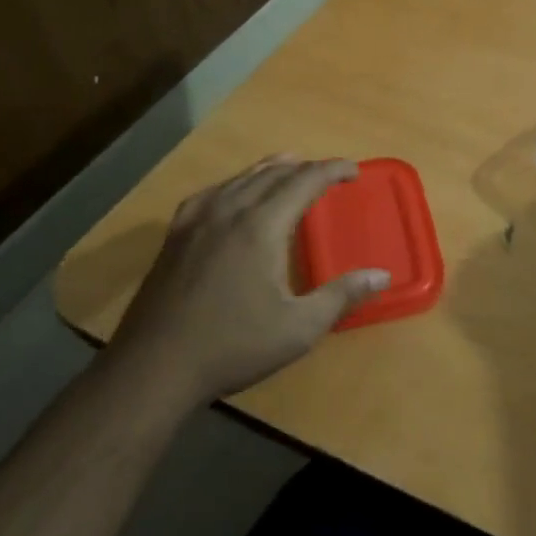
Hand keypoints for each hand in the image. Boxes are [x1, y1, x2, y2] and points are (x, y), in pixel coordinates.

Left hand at [112, 156, 388, 404]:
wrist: (154, 368)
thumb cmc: (233, 346)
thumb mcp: (298, 327)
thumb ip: (341, 296)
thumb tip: (381, 275)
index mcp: (261, 226)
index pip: (304, 181)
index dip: (332, 170)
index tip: (353, 171)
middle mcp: (229, 211)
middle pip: (272, 173)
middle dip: (305, 168)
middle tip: (327, 174)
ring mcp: (197, 220)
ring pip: (240, 178)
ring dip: (270, 170)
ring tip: (289, 169)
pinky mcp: (175, 236)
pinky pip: (211, 193)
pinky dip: (233, 184)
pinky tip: (232, 194)